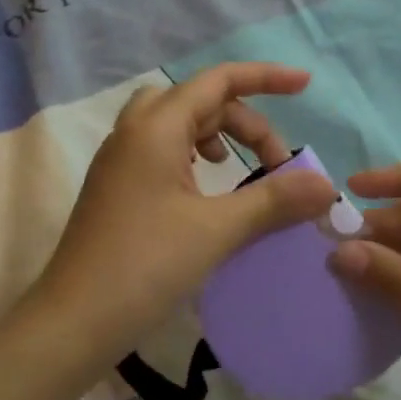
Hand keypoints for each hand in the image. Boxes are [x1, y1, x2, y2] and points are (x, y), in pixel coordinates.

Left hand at [36, 63, 335, 354]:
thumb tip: (326, 185)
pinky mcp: (115, 189)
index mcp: (155, 128)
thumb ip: (274, 201)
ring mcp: (119, 161)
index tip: (305, 85)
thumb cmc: (145, 266)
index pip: (218, 81)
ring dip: (215, 134)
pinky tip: (205, 191)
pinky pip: (159, 150)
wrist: (73, 322)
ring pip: (175, 123)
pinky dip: (191, 156)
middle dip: (244, 121)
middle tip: (277, 165)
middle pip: (199, 100)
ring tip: (236, 167)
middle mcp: (133, 133)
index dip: (265, 78)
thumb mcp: (217, 231)